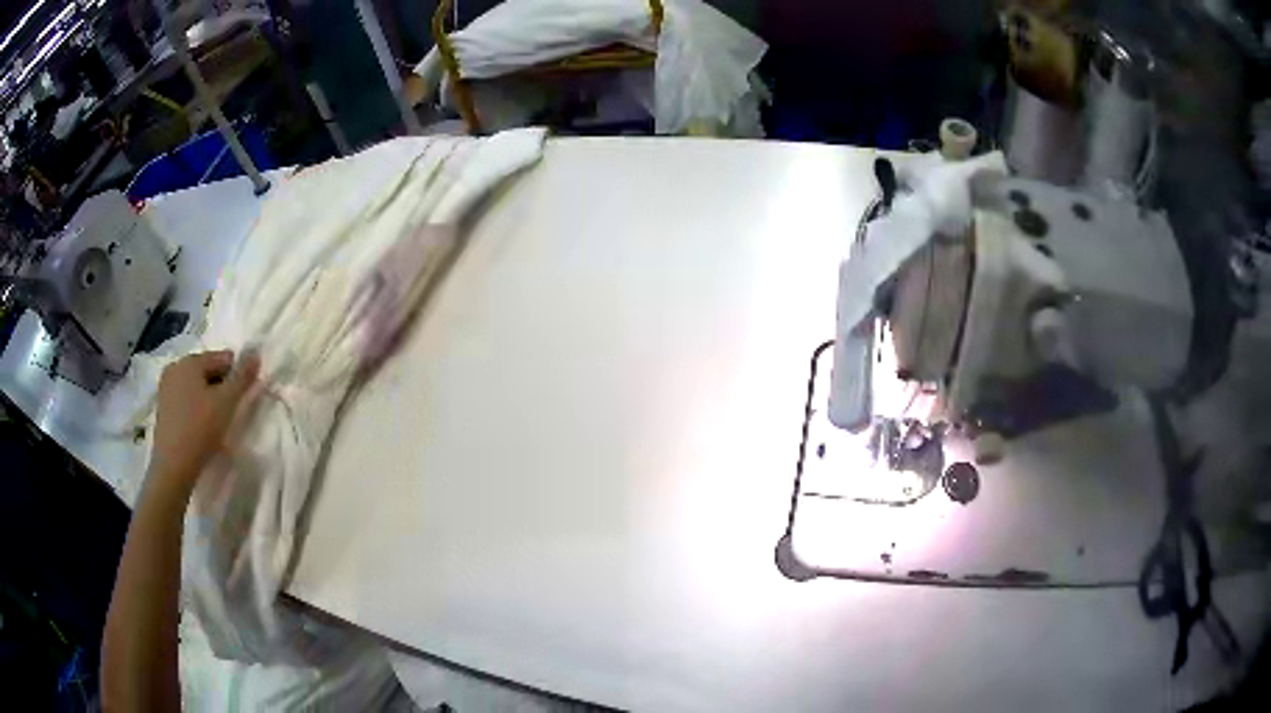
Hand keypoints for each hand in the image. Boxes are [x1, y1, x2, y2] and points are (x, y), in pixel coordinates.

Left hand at [148, 349, 260, 497]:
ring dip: (208, 398)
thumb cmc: (201, 428)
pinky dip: (196, 408)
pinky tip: (201, 427)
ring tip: (216, 422)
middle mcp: (175, 368)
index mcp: (190, 361)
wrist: (173, 465)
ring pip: (196, 386)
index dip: (236, 376)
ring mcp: (166, 388)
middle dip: (221, 387)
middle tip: (229, 412)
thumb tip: (255, 354)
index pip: (222, 358)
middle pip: (207, 371)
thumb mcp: (227, 402)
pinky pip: (185, 400)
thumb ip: (242, 377)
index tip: (241, 398)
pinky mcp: (163, 408)